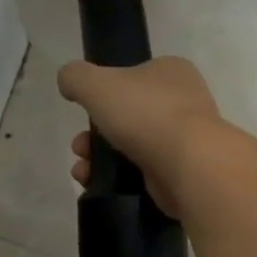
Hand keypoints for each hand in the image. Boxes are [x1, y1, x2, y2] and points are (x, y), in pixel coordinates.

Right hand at [59, 58, 221, 215]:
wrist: (188, 165)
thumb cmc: (145, 113)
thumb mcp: (96, 83)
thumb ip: (75, 77)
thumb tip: (68, 82)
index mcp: (171, 72)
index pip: (133, 76)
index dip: (104, 92)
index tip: (86, 109)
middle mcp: (182, 102)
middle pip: (126, 115)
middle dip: (94, 133)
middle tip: (79, 146)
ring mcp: (183, 140)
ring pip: (130, 145)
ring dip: (99, 157)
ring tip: (82, 171)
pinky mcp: (180, 172)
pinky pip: (140, 172)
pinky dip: (116, 177)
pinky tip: (95, 184)